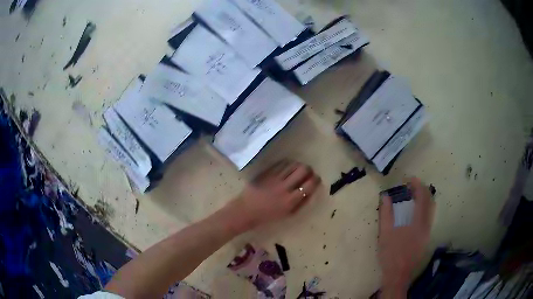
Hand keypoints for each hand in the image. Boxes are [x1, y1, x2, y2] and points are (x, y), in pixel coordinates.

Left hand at [228, 160, 321, 231]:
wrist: (246, 211)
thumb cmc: (267, 216)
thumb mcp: (287, 214)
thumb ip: (301, 203)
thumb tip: (311, 190)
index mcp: (290, 200)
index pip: (310, 184)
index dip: (315, 180)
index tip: (315, 179)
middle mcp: (284, 187)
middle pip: (303, 170)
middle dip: (308, 170)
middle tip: (307, 173)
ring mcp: (274, 178)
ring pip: (293, 164)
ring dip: (298, 166)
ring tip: (298, 169)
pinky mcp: (266, 173)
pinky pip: (281, 164)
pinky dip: (287, 164)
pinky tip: (287, 168)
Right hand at [378, 178, 434, 297]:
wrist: (398, 274)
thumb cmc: (391, 254)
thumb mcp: (385, 234)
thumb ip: (386, 214)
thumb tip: (385, 196)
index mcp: (417, 222)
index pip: (422, 197)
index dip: (417, 185)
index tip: (409, 179)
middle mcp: (426, 224)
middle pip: (430, 201)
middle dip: (422, 189)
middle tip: (412, 185)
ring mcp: (428, 231)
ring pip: (431, 209)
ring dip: (424, 198)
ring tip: (414, 196)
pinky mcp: (426, 237)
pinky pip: (429, 217)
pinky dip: (424, 208)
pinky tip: (415, 212)